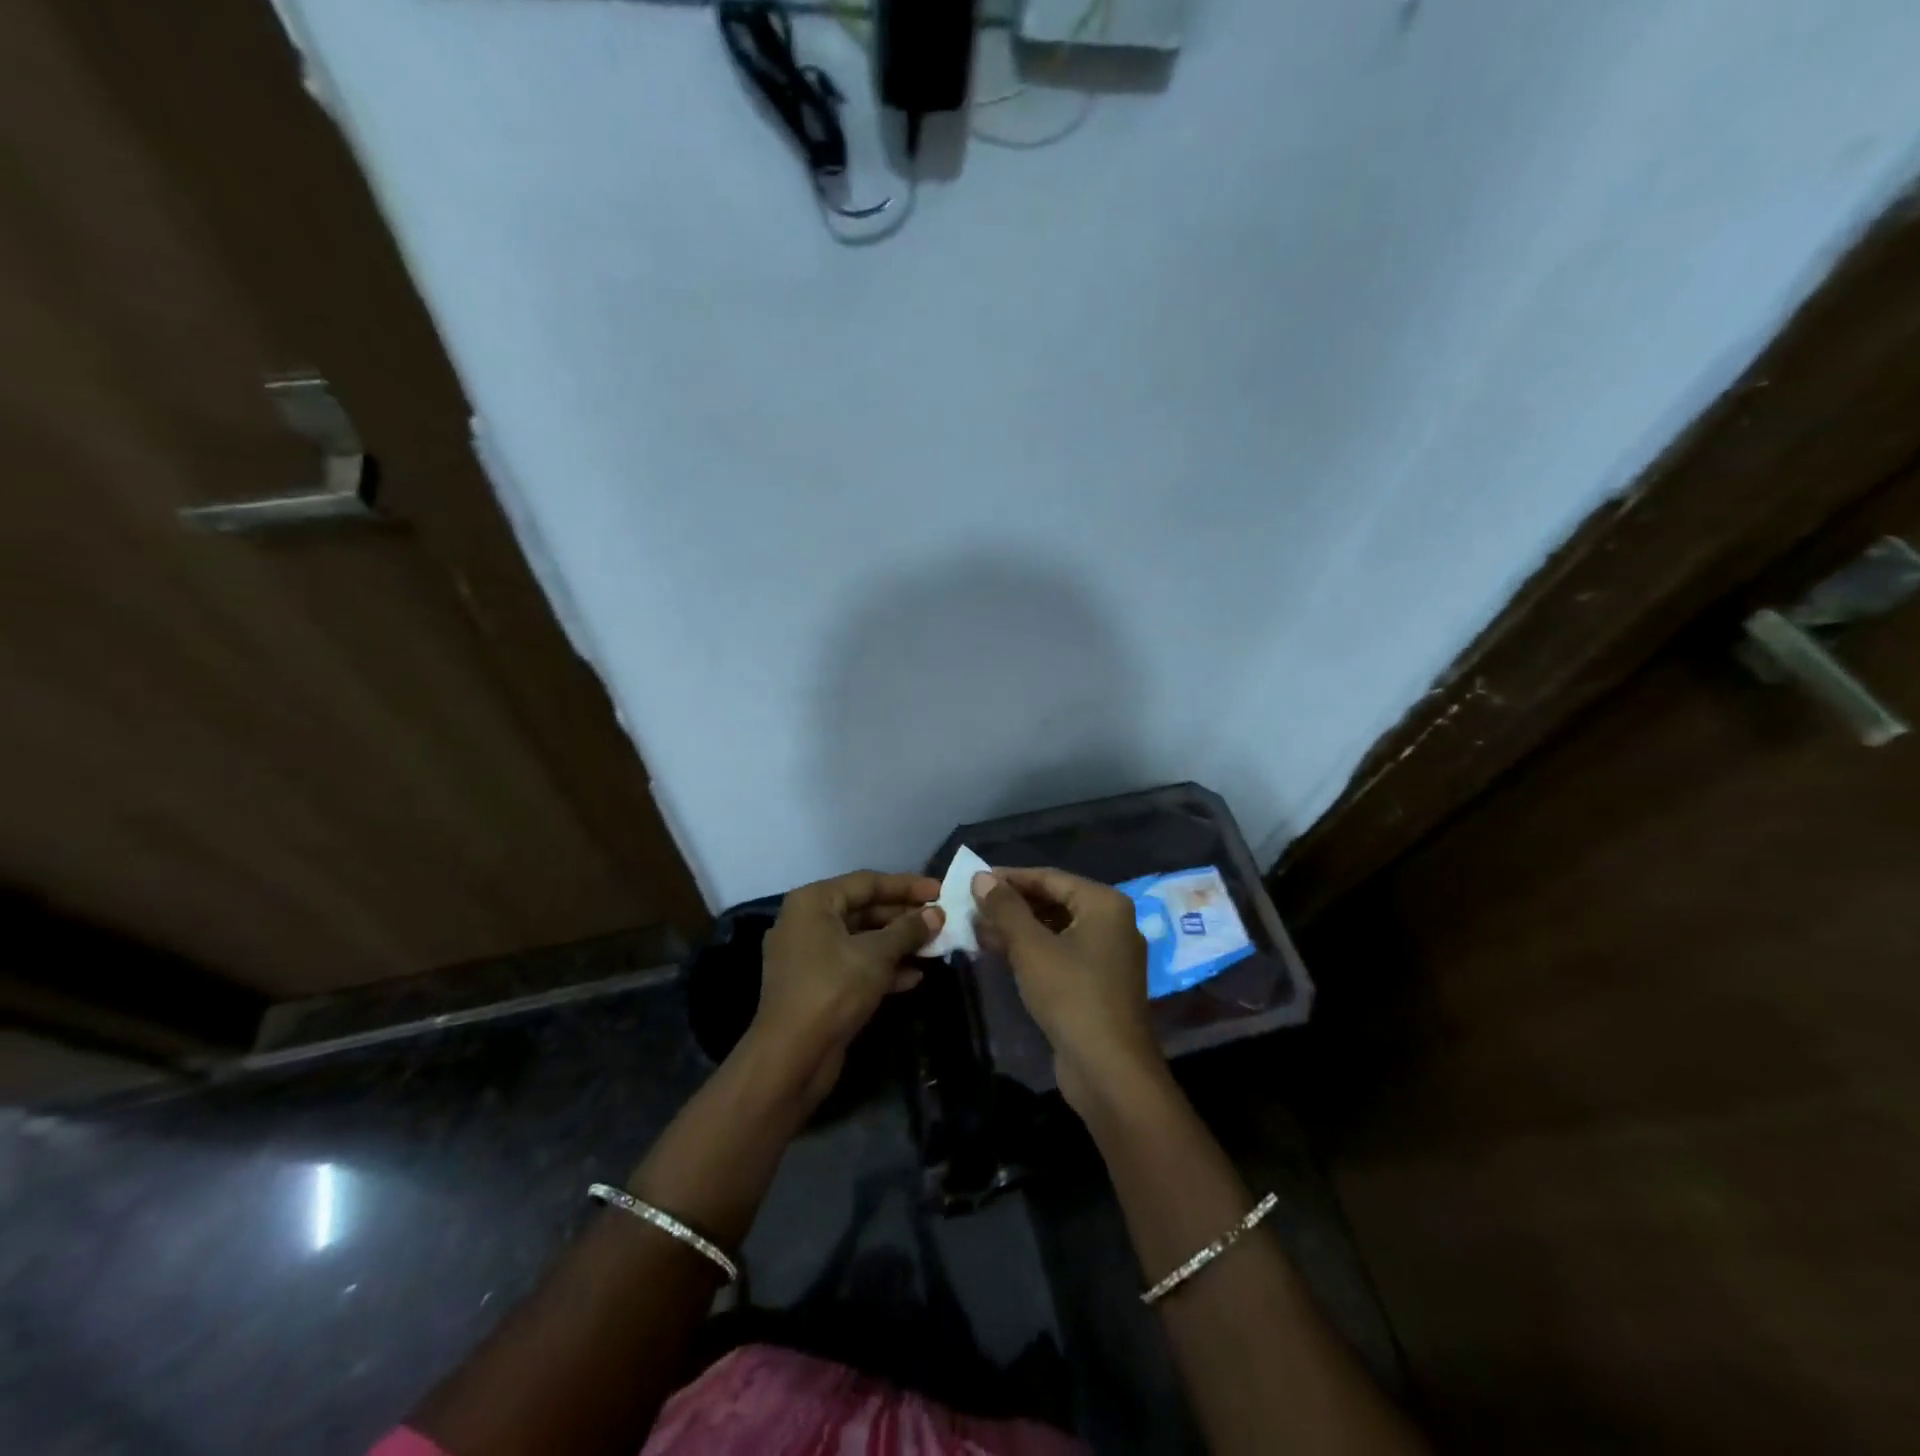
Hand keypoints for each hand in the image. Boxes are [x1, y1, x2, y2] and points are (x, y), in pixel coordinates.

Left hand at [751, 870, 942, 1109]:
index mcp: (813, 902)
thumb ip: (908, 930)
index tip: (940, 891)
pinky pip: (854, 965)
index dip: (907, 886)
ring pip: (861, 940)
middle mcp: (807, 922)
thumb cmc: (833, 989)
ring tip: (935, 947)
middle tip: (941, 920)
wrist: (792, 1056)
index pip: (867, 882)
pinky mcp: (816, 985)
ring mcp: (809, 956)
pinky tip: (914, 976)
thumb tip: (936, 915)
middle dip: (904, 917)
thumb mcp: (877, 954)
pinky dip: (882, 968)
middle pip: (864, 909)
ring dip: (898, 944)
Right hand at [971, 867, 1165, 1113]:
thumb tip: (981, 877)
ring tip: (977, 929)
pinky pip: (1060, 953)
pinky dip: (1032, 951)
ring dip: (1017, 929)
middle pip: (1054, 902)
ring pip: (1055, 930)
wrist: (1109, 1070)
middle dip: (1012, 905)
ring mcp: (1107, 955)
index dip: (1009, 878)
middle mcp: (1112, 923)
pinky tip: (999, 953)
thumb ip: (1005, 908)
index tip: (973, 880)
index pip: (1050, 878)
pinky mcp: (1098, 984)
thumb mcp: (1031, 947)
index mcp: (1105, 904)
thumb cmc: (1071, 995)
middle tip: (971, 907)